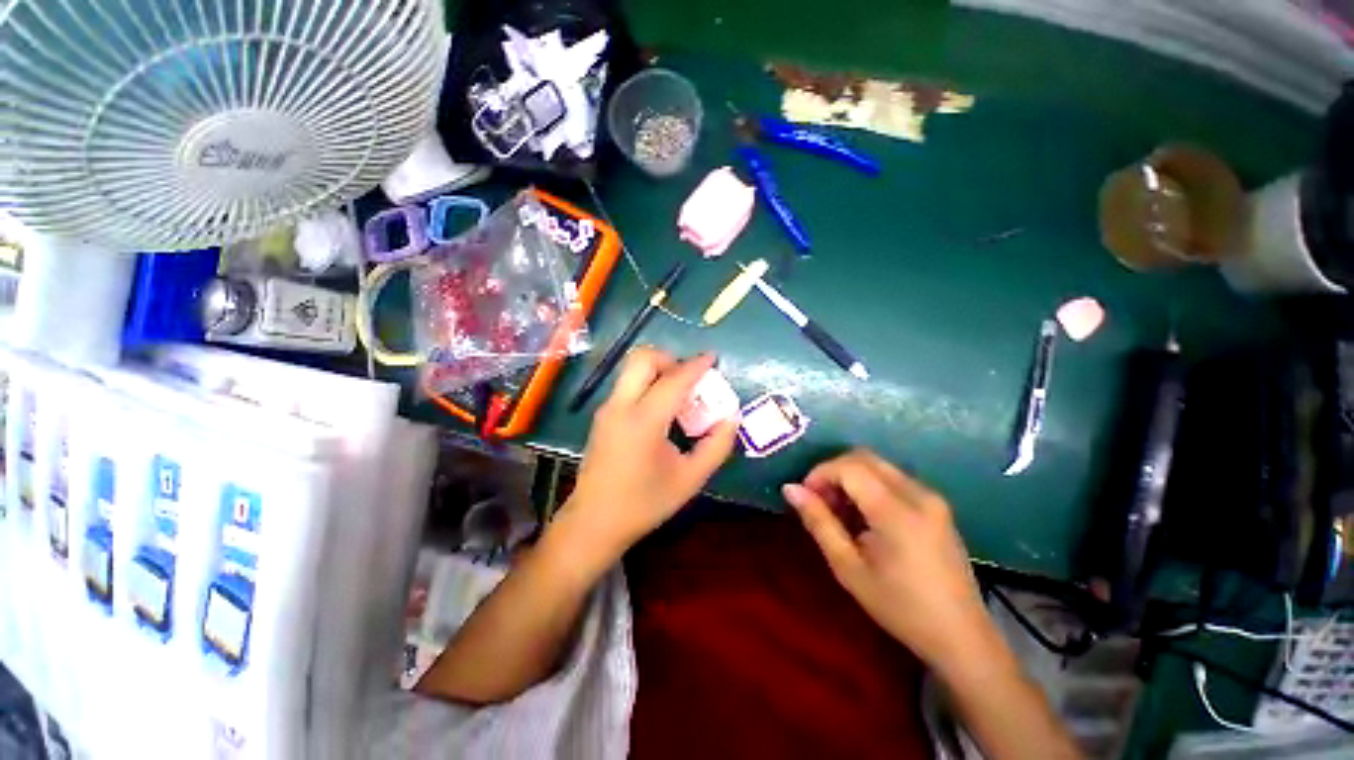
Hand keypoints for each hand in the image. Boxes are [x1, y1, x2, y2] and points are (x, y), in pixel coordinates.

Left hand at [555, 348, 737, 566]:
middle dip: (670, 359)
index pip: (673, 380)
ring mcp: (607, 409)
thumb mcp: (690, 479)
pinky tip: (662, 410)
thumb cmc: (644, 503)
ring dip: (658, 370)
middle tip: (690, 379)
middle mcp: (621, 406)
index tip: (712, 358)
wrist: (594, 522)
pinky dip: (647, 383)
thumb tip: (732, 418)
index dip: (696, 366)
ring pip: (632, 369)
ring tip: (679, 394)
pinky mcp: (602, 416)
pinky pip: (627, 384)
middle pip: (642, 358)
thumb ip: (716, 446)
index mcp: (644, 421)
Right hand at [782, 449, 995, 671]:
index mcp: (897, 511)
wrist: (962, 637)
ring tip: (840, 513)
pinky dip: (870, 486)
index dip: (820, 474)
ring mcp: (932, 497)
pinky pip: (894, 479)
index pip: (848, 466)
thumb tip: (790, 489)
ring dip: (851, 478)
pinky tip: (865, 517)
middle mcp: (918, 493)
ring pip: (878, 466)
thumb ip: (818, 522)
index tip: (805, 497)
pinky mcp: (937, 505)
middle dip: (834, 472)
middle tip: (820, 502)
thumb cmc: (900, 607)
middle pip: (864, 457)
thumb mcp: (848, 568)